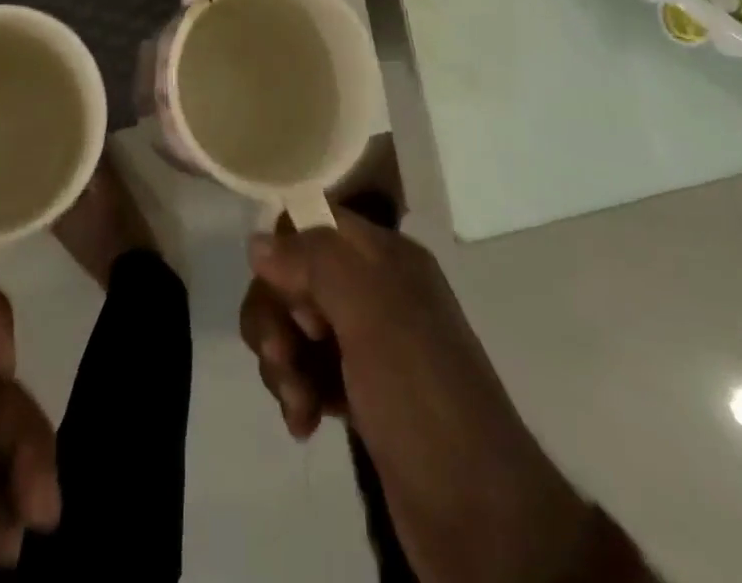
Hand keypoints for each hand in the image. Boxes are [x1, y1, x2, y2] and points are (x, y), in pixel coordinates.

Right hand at [240, 210, 605, 582]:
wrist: (482, 518)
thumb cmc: (423, 397)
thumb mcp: (371, 313)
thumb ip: (314, 263)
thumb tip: (258, 241)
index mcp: (386, 257)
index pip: (314, 222)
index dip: (287, 251)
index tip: (286, 295)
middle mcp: (376, 290)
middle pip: (295, 276)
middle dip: (275, 316)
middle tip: (282, 357)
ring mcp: (368, 343)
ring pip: (295, 326)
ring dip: (282, 361)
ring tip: (298, 404)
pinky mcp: (360, 393)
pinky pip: (307, 370)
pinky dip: (296, 391)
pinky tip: (304, 423)